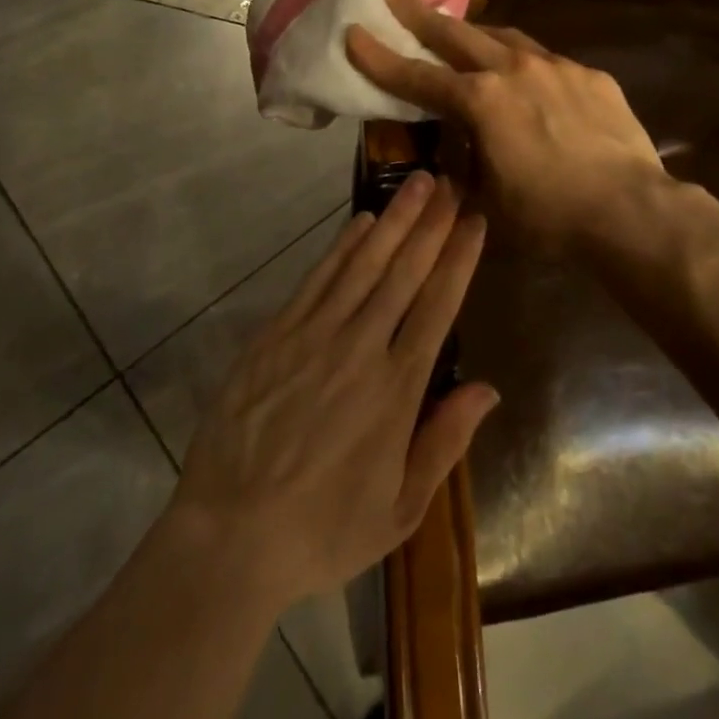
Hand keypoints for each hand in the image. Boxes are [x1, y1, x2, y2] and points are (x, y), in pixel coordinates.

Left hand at [169, 173, 496, 610]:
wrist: (230, 536)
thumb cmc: (322, 530)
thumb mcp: (399, 510)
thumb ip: (445, 443)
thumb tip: (488, 389)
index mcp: (397, 390)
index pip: (438, 307)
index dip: (459, 259)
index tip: (474, 222)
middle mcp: (360, 348)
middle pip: (404, 272)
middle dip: (431, 224)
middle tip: (451, 183)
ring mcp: (314, 335)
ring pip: (363, 264)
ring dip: (393, 219)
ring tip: (417, 183)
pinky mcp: (276, 334)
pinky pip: (318, 278)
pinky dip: (342, 245)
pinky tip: (360, 220)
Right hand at [345, 0, 670, 257]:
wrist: (631, 210)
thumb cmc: (550, 216)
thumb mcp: (490, 200)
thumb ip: (467, 166)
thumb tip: (458, 154)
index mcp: (481, 102)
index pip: (417, 77)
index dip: (380, 57)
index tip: (354, 32)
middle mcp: (513, 71)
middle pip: (457, 34)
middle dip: (421, 15)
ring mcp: (556, 67)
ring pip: (505, 37)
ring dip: (477, 33)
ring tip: (463, 31)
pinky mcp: (590, 76)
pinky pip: (548, 61)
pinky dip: (527, 65)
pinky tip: (532, 80)